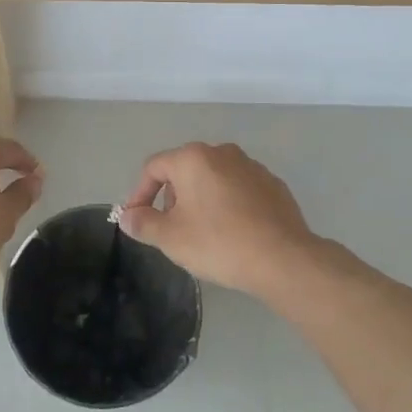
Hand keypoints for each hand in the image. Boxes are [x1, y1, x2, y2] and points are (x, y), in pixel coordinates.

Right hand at [115, 142, 319, 298]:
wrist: (283, 259)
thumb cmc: (218, 243)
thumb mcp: (170, 238)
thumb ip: (143, 223)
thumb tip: (128, 216)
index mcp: (193, 158)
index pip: (154, 167)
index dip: (139, 194)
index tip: (138, 220)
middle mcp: (222, 152)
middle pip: (184, 170)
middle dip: (172, 197)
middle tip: (172, 229)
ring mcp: (252, 166)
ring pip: (214, 179)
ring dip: (201, 200)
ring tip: (203, 233)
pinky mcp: (273, 185)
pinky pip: (239, 190)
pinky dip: (228, 205)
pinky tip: (233, 233)